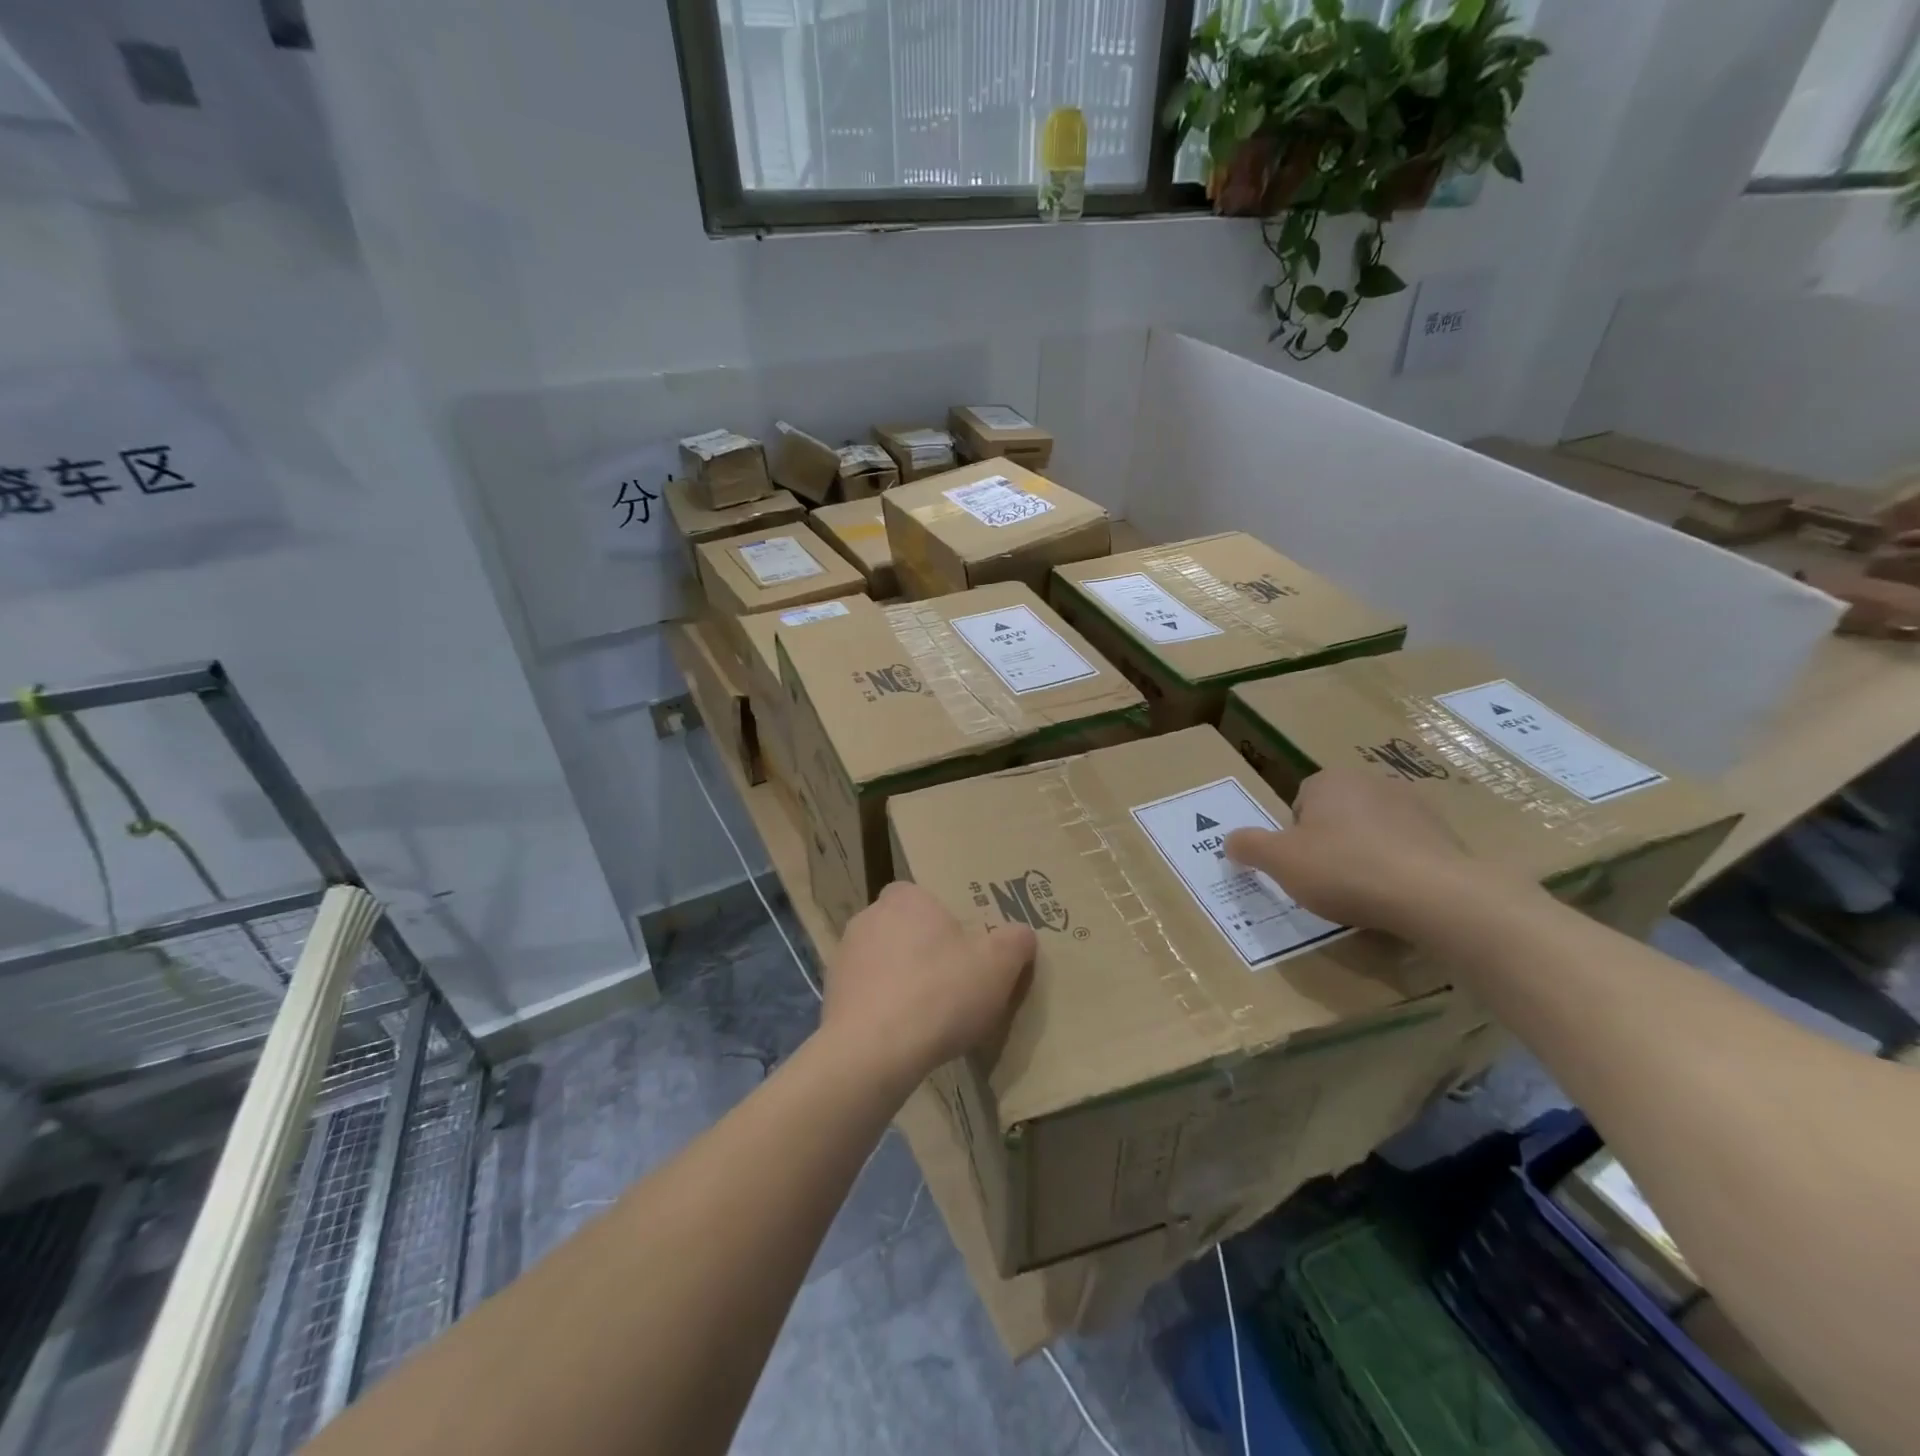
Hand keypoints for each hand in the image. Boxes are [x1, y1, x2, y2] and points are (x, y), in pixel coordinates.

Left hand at [824, 882, 1035, 1089]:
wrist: (873, 1052)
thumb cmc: (940, 993)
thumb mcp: (998, 966)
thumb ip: (1015, 942)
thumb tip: (1021, 934)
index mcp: (905, 898)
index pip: (922, 895)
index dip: (943, 919)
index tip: (963, 947)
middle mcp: (868, 917)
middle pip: (903, 928)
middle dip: (923, 950)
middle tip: (952, 981)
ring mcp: (844, 957)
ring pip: (883, 961)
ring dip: (901, 980)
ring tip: (929, 1015)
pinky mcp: (831, 996)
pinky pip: (866, 994)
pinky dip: (883, 1008)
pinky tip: (903, 1035)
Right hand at [1225, 768, 1488, 934]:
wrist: (1433, 895)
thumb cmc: (1344, 869)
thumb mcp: (1279, 861)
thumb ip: (1249, 846)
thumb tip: (1229, 840)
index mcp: (1330, 780)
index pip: (1300, 802)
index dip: (1295, 836)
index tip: (1300, 866)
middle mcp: (1372, 782)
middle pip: (1337, 815)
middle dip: (1330, 843)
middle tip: (1326, 881)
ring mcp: (1415, 806)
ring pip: (1373, 831)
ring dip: (1365, 854)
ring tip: (1363, 893)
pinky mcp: (1446, 835)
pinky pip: (1407, 850)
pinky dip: (1398, 868)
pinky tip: (1395, 897)